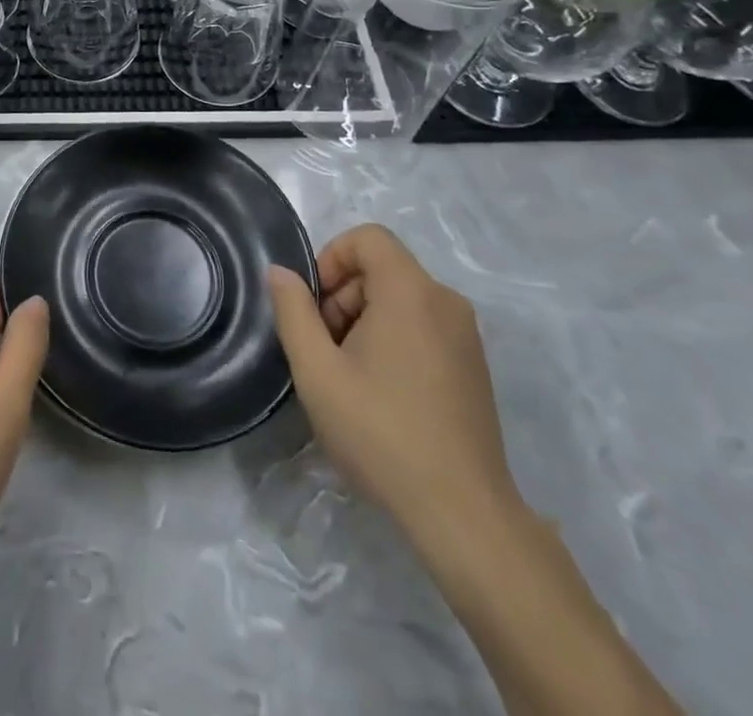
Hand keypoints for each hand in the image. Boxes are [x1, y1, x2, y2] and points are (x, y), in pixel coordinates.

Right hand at [268, 225, 517, 539]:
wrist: (463, 514)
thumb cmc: (381, 432)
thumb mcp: (317, 371)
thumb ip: (293, 312)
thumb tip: (280, 272)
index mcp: (411, 292)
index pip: (367, 238)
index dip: (331, 258)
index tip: (315, 306)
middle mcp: (445, 302)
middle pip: (381, 269)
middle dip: (342, 296)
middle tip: (325, 348)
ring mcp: (466, 336)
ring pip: (400, 298)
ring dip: (364, 320)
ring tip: (348, 375)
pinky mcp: (473, 365)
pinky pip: (423, 325)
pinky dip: (392, 338)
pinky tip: (380, 391)